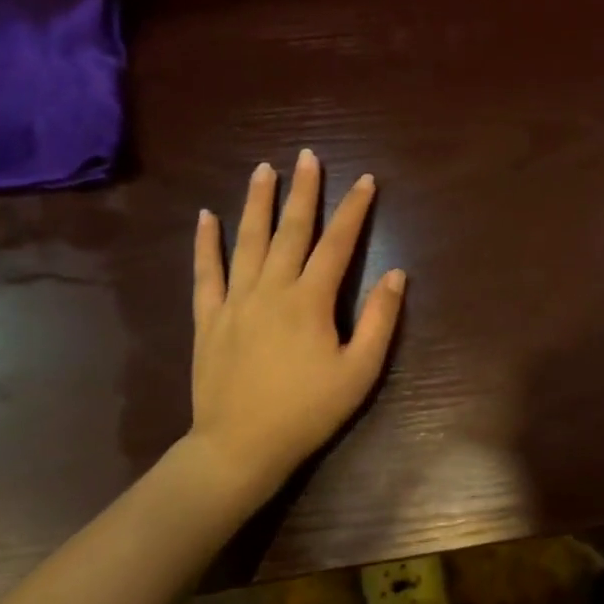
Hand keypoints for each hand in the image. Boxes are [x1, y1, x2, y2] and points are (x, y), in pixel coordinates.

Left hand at [177, 149, 405, 503]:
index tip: (366, 180)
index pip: (338, 243)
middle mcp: (272, 288)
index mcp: (310, 300)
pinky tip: (206, 216)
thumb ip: (379, 320)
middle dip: (303, 191)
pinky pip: (206, 273)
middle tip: (308, 156)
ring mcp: (235, 300)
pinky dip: (206, 243)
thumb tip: (396, 274)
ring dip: (258, 202)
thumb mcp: (359, 371)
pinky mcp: (209, 318)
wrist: (239, 447)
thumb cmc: (307, 411)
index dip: (354, 209)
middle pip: (291, 230)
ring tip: (264, 169)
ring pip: (248, 240)